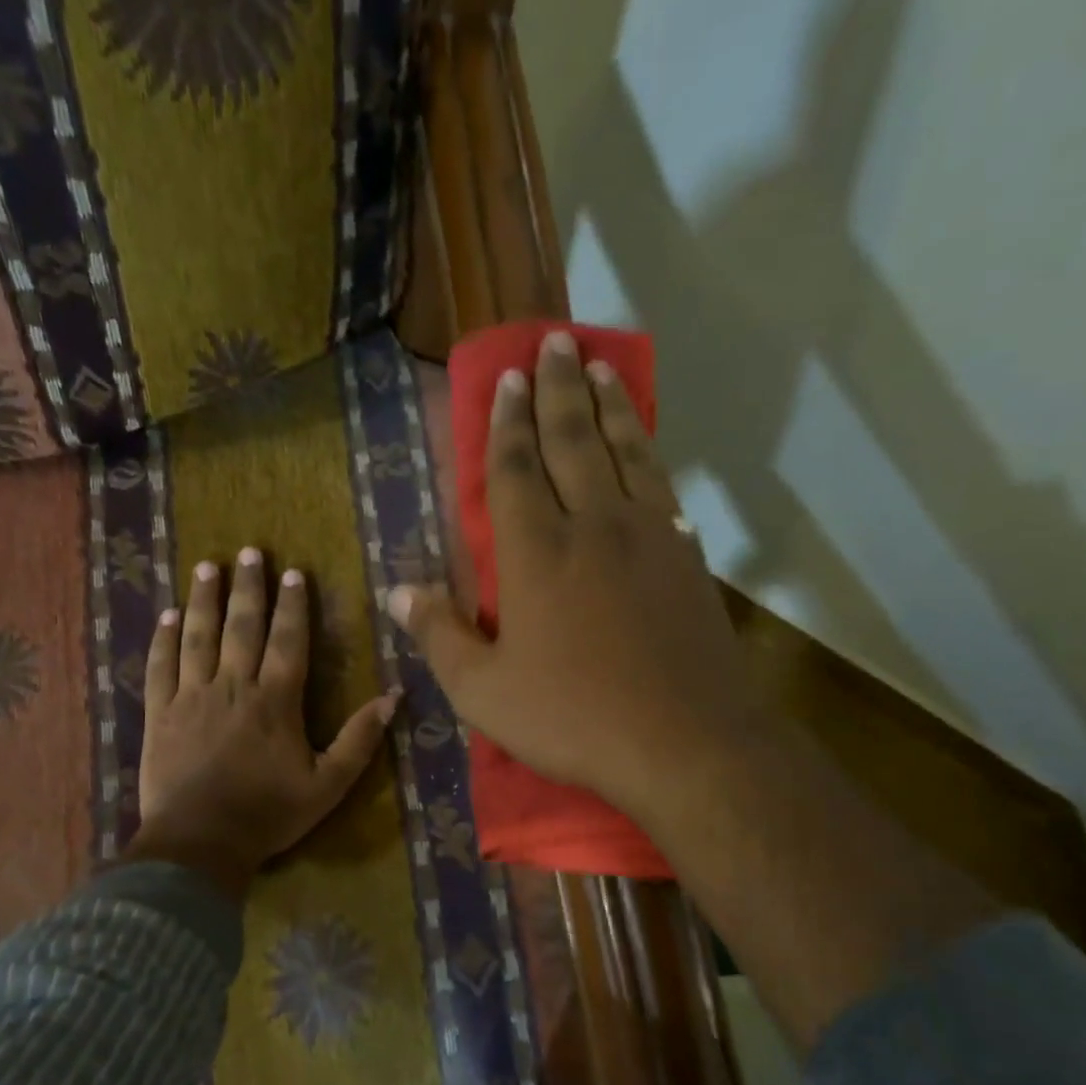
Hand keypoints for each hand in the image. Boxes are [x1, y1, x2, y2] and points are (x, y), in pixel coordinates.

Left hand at [131, 548, 397, 897]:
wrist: (199, 843)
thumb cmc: (268, 814)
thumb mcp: (328, 785)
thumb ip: (359, 740)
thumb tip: (394, 696)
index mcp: (276, 700)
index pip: (287, 640)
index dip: (292, 605)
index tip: (293, 573)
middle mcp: (233, 686)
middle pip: (242, 627)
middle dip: (248, 587)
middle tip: (249, 552)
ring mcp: (192, 697)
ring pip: (198, 637)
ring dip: (204, 600)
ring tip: (207, 567)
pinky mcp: (160, 714)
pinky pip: (160, 667)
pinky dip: (164, 640)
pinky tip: (168, 616)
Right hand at [389, 330, 765, 825]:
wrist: (685, 743)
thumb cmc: (572, 718)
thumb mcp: (484, 691)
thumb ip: (440, 636)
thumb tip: (397, 591)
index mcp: (536, 553)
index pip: (516, 469)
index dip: (507, 422)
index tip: (507, 378)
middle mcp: (593, 526)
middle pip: (572, 441)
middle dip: (557, 388)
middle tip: (552, 341)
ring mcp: (648, 536)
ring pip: (625, 451)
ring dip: (608, 405)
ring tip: (598, 365)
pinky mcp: (687, 558)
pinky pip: (662, 486)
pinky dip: (648, 453)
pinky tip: (644, 444)